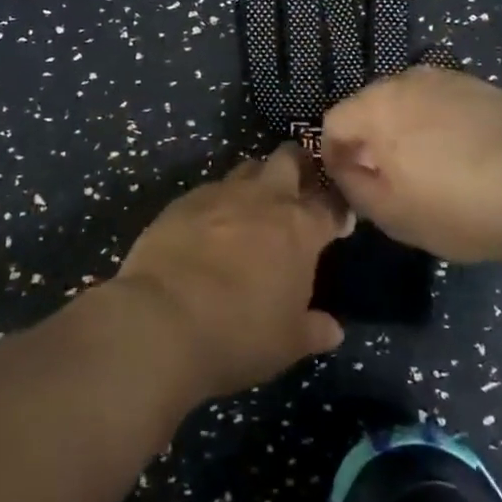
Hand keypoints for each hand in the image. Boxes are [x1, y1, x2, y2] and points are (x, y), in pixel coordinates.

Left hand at [112, 145, 345, 402]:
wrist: (162, 319)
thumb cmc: (239, 334)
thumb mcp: (287, 343)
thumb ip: (313, 329)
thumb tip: (332, 328)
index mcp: (299, 228)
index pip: (330, 204)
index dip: (338, 209)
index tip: (339, 219)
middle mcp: (263, 198)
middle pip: (288, 159)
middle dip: (299, 164)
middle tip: (300, 184)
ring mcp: (220, 193)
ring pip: (248, 167)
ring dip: (257, 179)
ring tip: (256, 203)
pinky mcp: (183, 200)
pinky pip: (211, 189)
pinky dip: (219, 201)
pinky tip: (212, 224)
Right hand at [320, 65, 501, 262]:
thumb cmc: (463, 207)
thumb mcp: (394, 216)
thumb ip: (354, 188)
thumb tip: (345, 168)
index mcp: (376, 107)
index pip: (332, 123)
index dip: (335, 157)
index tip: (355, 188)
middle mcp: (404, 80)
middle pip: (368, 108)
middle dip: (370, 141)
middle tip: (392, 182)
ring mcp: (445, 78)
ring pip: (405, 104)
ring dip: (405, 132)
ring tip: (432, 171)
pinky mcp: (479, 85)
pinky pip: (440, 104)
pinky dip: (438, 126)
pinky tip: (464, 158)